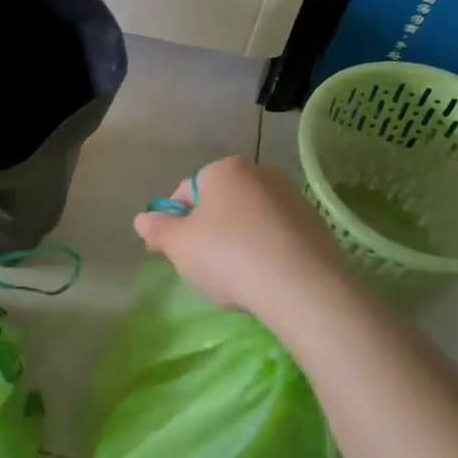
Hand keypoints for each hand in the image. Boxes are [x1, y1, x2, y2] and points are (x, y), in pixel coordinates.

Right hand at [132, 156, 355, 326]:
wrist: (304, 286)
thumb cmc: (229, 256)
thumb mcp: (179, 246)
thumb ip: (157, 229)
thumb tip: (143, 219)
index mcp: (224, 170)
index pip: (186, 191)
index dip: (173, 222)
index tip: (171, 252)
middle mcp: (259, 173)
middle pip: (220, 204)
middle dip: (207, 232)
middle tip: (202, 268)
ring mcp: (291, 198)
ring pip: (249, 220)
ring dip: (237, 243)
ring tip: (236, 280)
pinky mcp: (315, 225)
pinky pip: (276, 236)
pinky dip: (265, 253)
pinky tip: (264, 281)